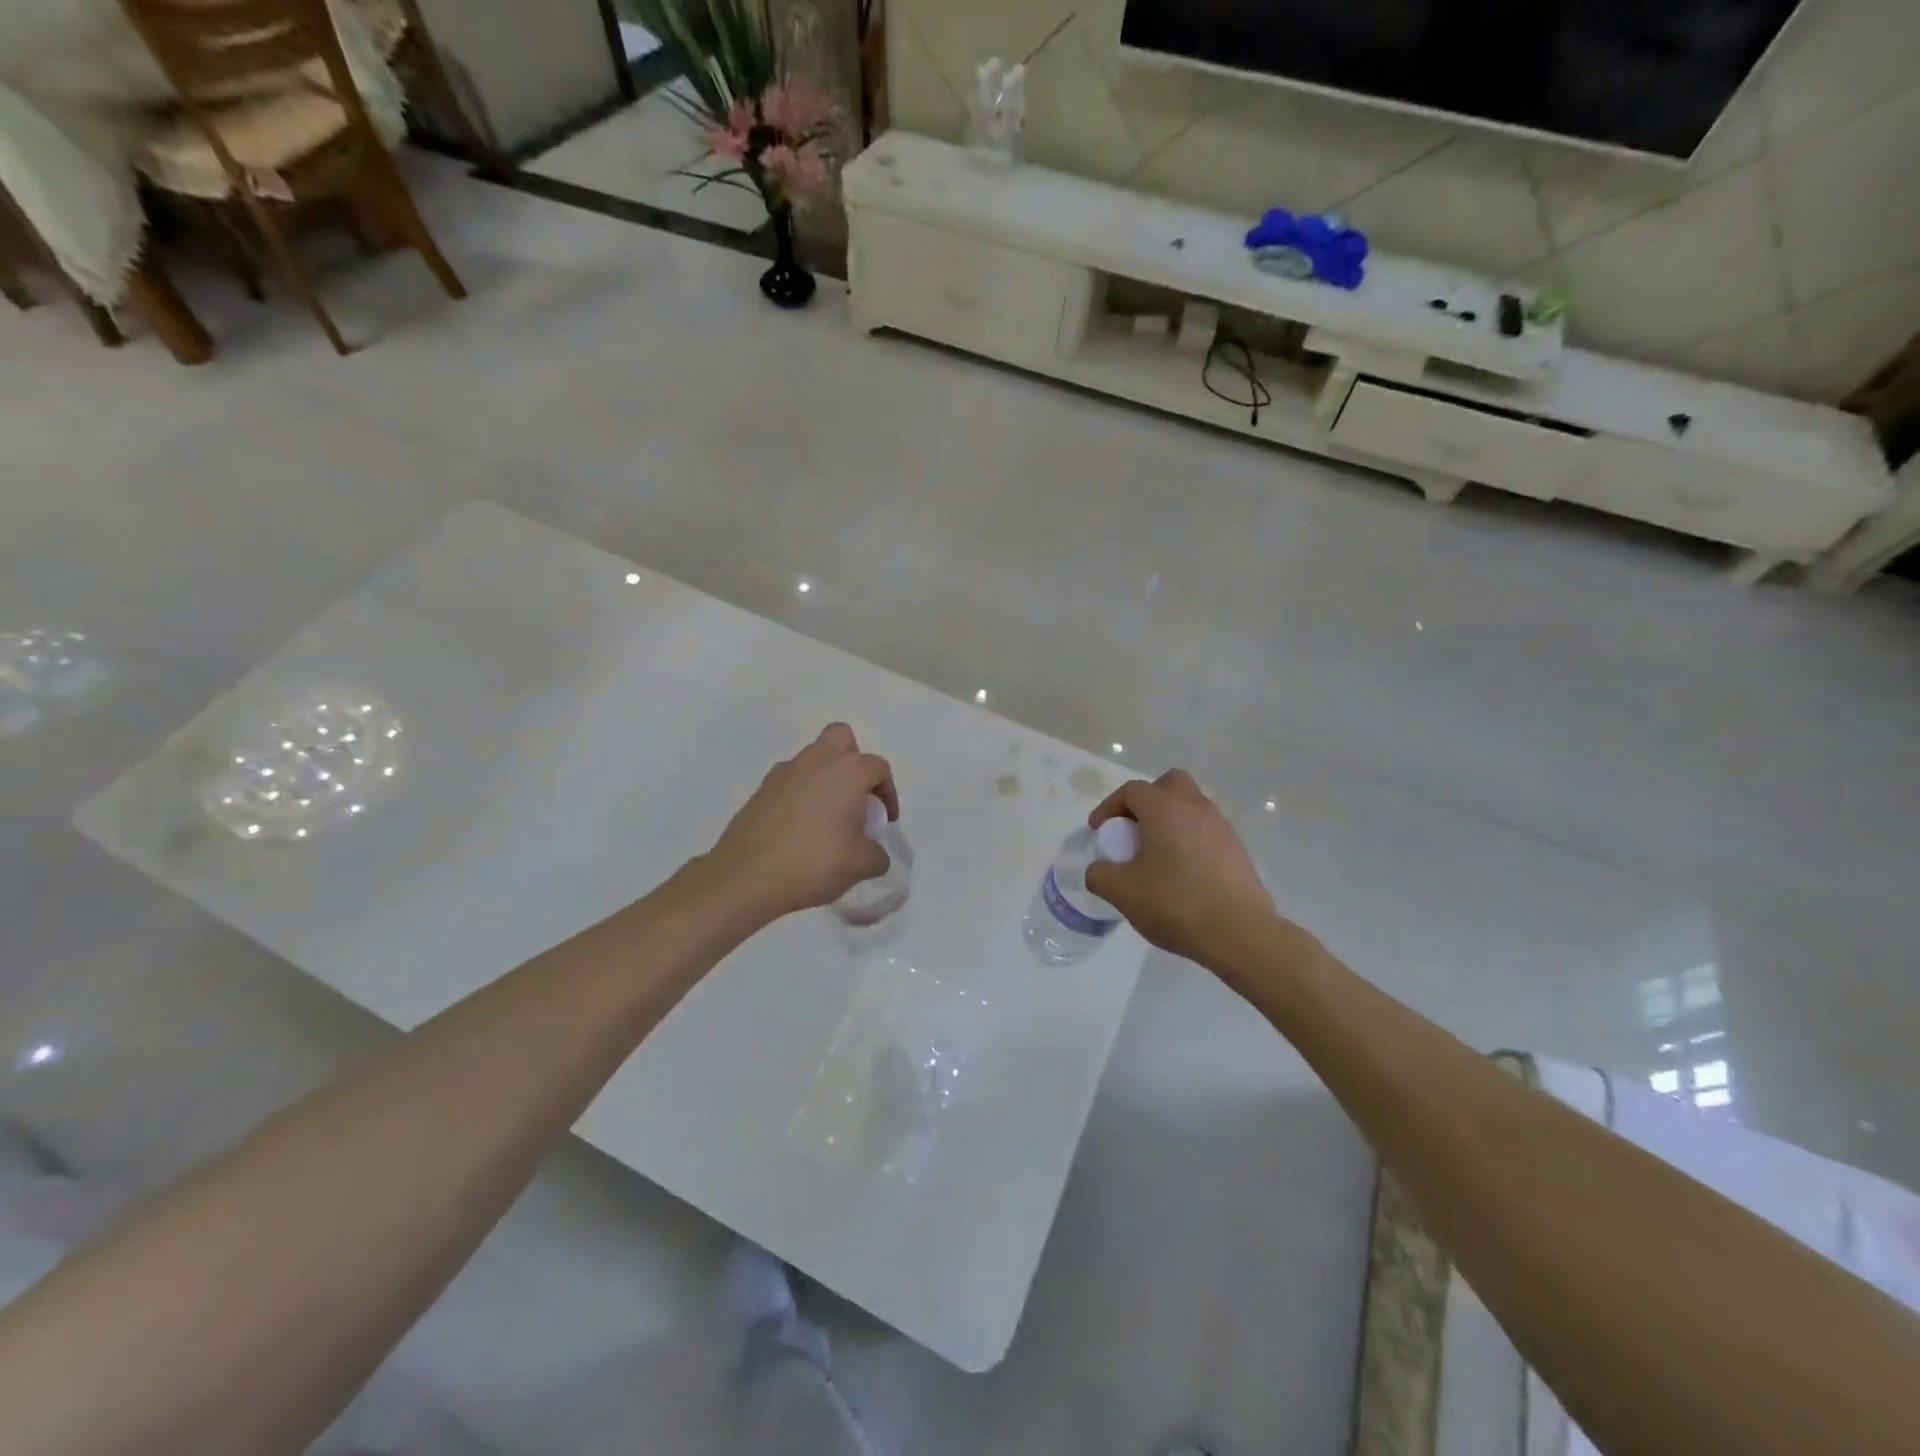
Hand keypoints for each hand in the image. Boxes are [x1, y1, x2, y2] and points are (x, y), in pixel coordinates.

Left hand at [705, 723, 898, 921]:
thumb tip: (873, 852)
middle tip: (855, 796)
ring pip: (812, 759)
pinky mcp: (761, 790)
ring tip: (826, 819)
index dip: (888, 793)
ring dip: (825, 779)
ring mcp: (784, 773)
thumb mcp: (862, 865)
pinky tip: (799, 829)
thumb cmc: (815, 863)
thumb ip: (877, 854)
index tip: (883, 821)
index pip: (878, 768)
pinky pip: (790, 781)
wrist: (747, 877)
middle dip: (853, 761)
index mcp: (847, 771)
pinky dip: (800, 795)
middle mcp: (816, 761)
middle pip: (841, 739)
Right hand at [1084, 770, 1275, 968]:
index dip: (1109, 807)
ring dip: (1169, 819)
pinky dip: (1189, 838)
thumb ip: (1099, 874)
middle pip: (1168, 784)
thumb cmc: (1175, 903)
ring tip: (1156, 854)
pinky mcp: (1236, 847)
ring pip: (1190, 805)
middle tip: (1134, 830)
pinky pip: (1206, 829)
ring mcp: (1220, 825)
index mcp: (1164, 808)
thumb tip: (1099, 868)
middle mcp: (1194, 806)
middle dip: (1147, 800)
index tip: (1099, 831)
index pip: (1131, 791)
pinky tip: (1182, 871)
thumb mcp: (1122, 892)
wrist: (1239, 933)